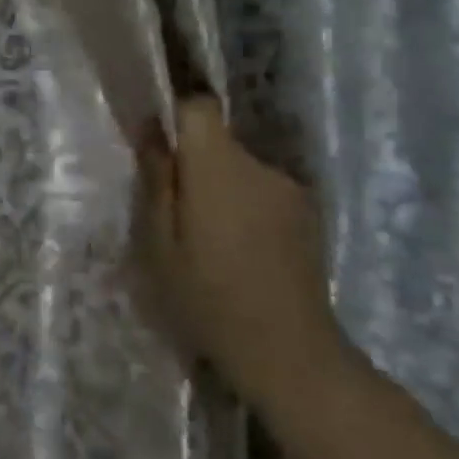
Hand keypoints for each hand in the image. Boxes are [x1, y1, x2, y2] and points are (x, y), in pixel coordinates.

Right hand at [136, 98, 350, 418]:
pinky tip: (240, 252)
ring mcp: (289, 189)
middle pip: (218, 141)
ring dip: (220, 188)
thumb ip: (156, 180)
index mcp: (218, 166)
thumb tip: (150, 129)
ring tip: (207, 239)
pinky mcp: (307, 214)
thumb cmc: (208, 297)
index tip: (157, 139)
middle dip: (193, 163)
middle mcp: (259, 166)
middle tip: (174, 211)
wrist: (289, 353)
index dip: (175, 111)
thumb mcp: (159, 243)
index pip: (198, 105)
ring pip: (239, 168)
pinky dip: (245, 207)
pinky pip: (262, 192)